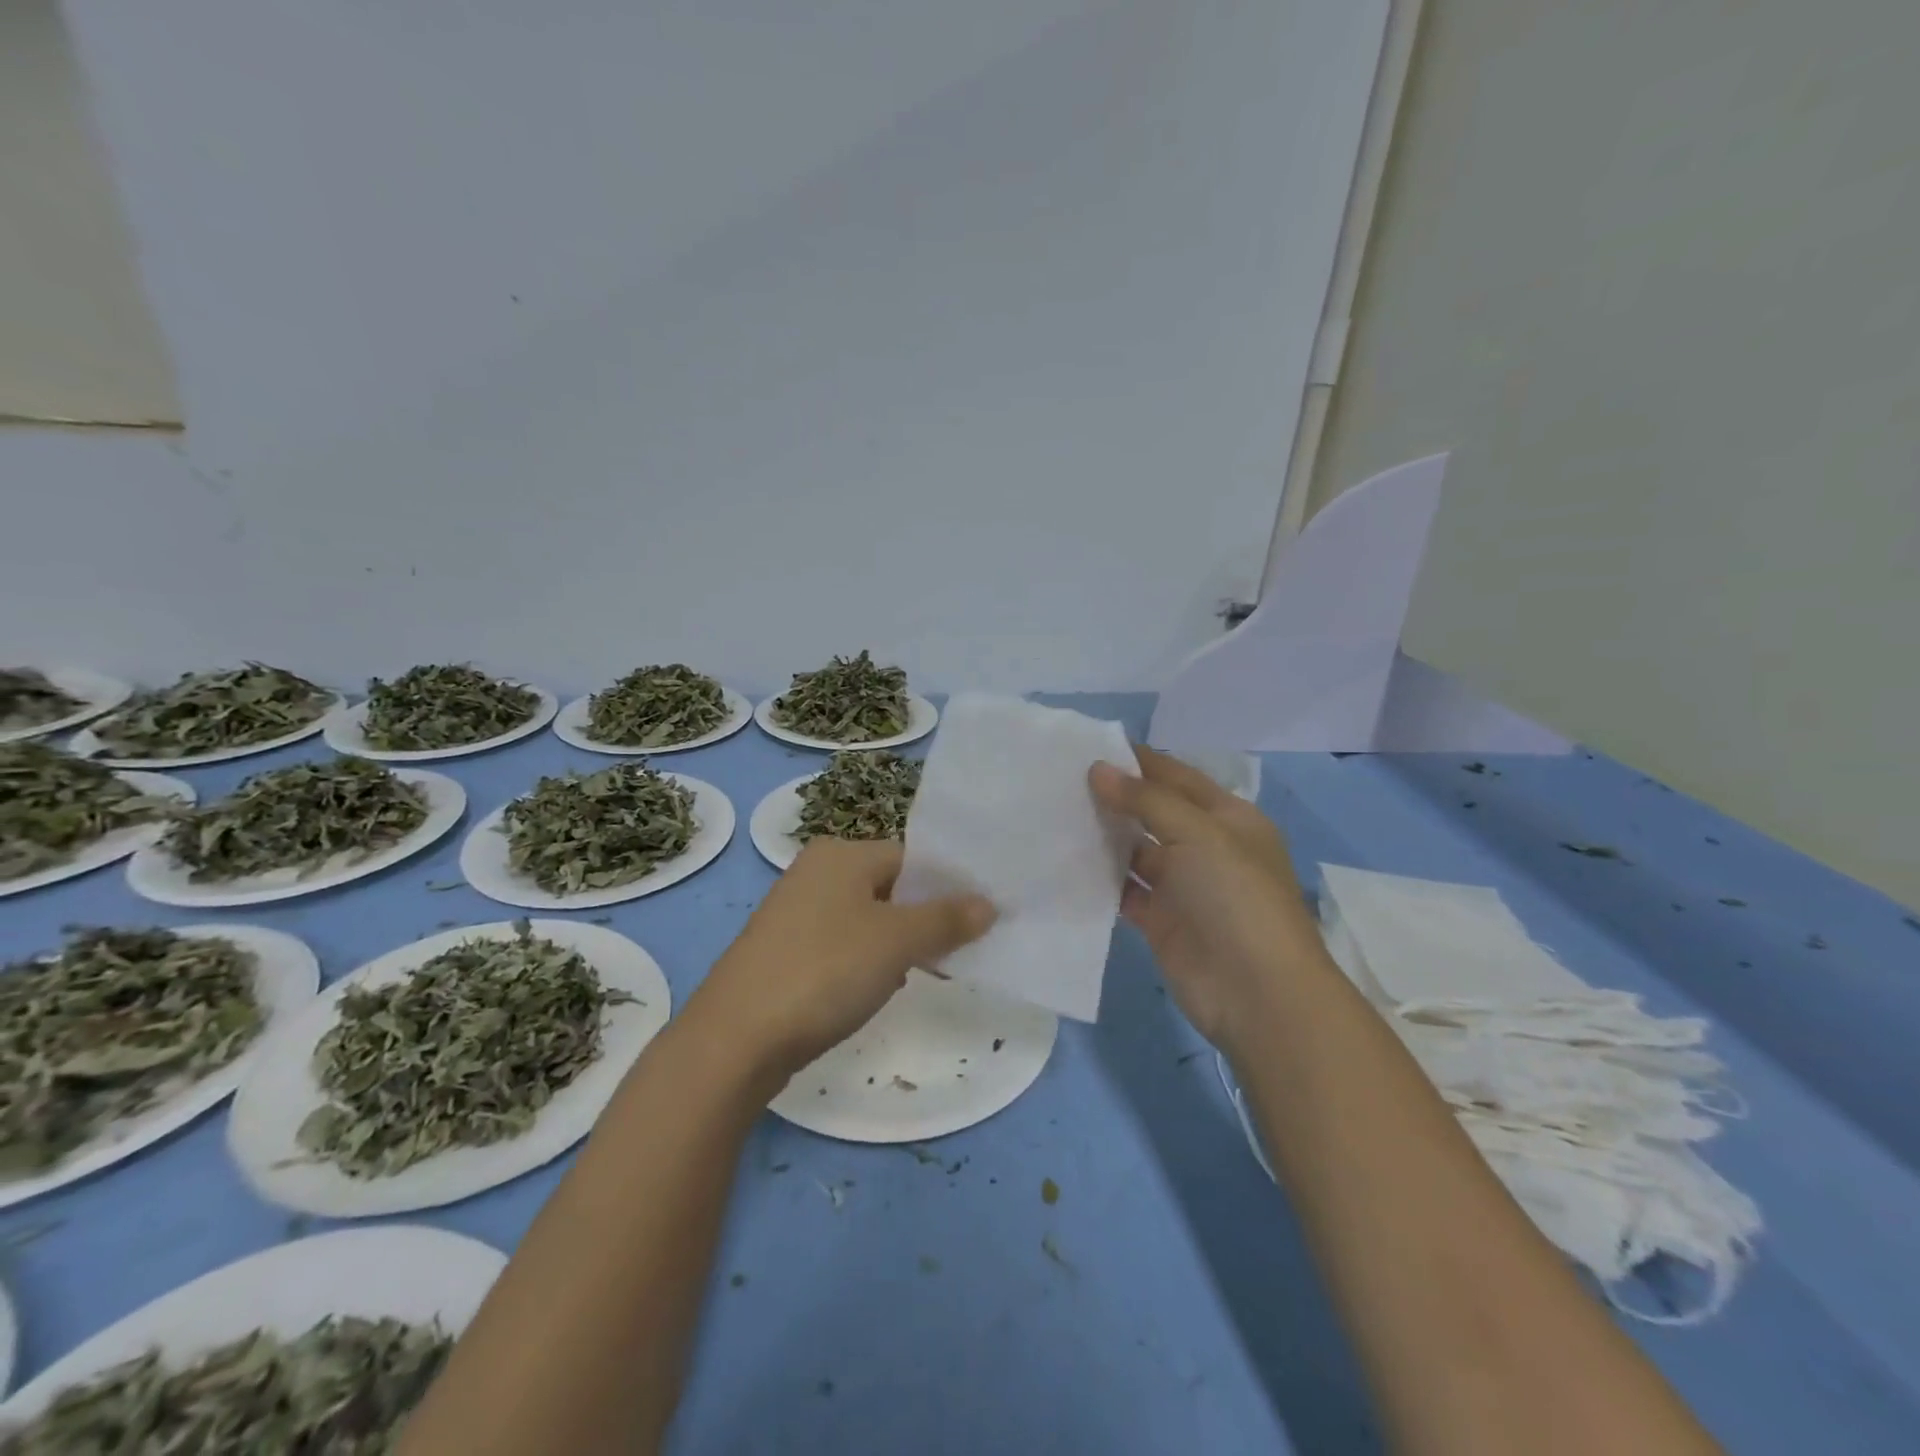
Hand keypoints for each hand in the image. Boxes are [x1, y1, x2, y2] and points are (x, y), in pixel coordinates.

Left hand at [688, 837, 995, 1082]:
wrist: (735, 1039)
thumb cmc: (824, 971)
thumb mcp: (896, 941)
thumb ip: (946, 919)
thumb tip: (989, 903)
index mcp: (841, 854)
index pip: (911, 858)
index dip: (948, 887)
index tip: (979, 920)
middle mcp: (815, 872)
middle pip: (890, 888)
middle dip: (923, 919)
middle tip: (956, 952)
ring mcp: (794, 913)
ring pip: (866, 920)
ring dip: (896, 945)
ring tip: (921, 974)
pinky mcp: (784, 951)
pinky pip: (841, 945)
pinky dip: (864, 962)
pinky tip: (872, 991)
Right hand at [1089, 748, 1322, 1050]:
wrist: (1257, 992)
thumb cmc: (1236, 897)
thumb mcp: (1199, 833)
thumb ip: (1147, 799)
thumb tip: (1098, 768)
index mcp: (1227, 817)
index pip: (1176, 776)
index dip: (1138, 760)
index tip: (1088, 745)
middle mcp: (1205, 847)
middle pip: (1153, 811)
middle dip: (1114, 795)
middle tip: (1060, 778)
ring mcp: (1182, 886)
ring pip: (1135, 851)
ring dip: (1103, 835)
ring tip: (1054, 813)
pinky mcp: (1160, 920)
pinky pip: (1123, 890)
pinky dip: (1099, 877)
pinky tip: (1064, 861)